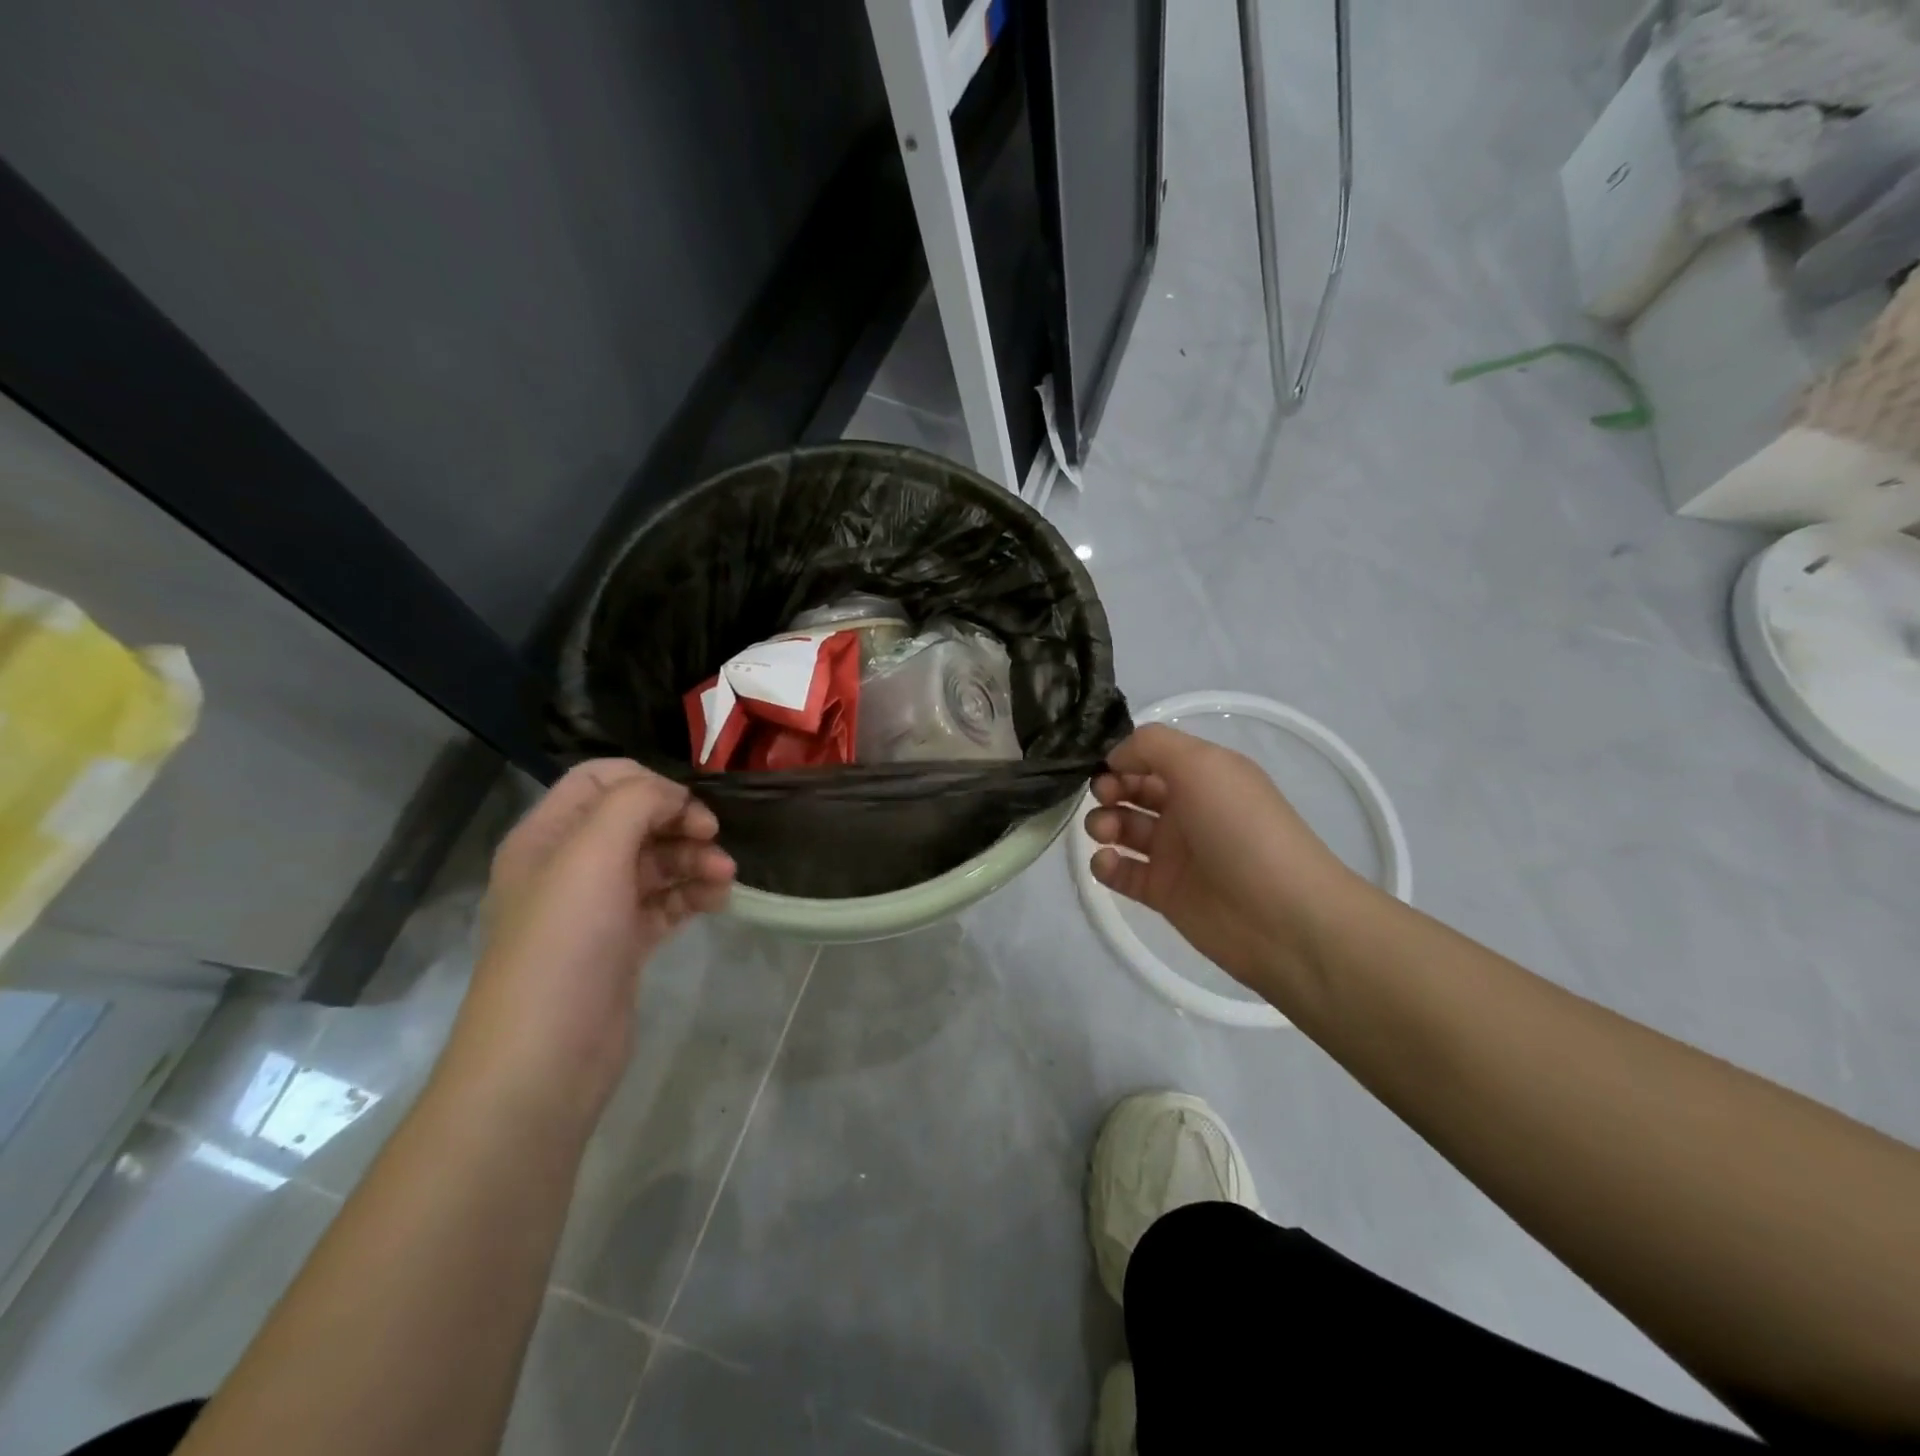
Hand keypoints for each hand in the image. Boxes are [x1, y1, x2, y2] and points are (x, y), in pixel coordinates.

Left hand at [445, 760, 734, 1121]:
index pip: (600, 779)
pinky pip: (665, 903)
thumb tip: (673, 796)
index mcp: (548, 835)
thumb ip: (635, 804)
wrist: (545, 1058)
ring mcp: (596, 908)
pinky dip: (692, 895)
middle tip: (715, 839)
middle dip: (680, 823)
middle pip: (634, 820)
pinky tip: (719, 901)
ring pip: (656, 862)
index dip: (648, 782)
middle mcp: (569, 866)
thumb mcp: (593, 854)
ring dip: (694, 860)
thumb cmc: (564, 943)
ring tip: (726, 878)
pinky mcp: (622, 944)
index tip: (688, 806)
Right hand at [1084, 724, 1366, 991]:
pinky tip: (1107, 863)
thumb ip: (1152, 746)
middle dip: (1108, 788)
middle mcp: (1188, 809)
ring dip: (1102, 823)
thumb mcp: (1203, 765)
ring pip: (1123, 829)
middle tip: (1104, 797)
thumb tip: (1114, 757)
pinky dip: (1105, 865)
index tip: (1105, 765)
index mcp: (1203, 776)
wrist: (1283, 917)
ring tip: (1106, 833)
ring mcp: (1174, 853)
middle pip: (1132, 790)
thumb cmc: (1242, 829)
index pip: (1151, 756)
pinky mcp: (1162, 893)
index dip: (1124, 756)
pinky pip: (1122, 873)